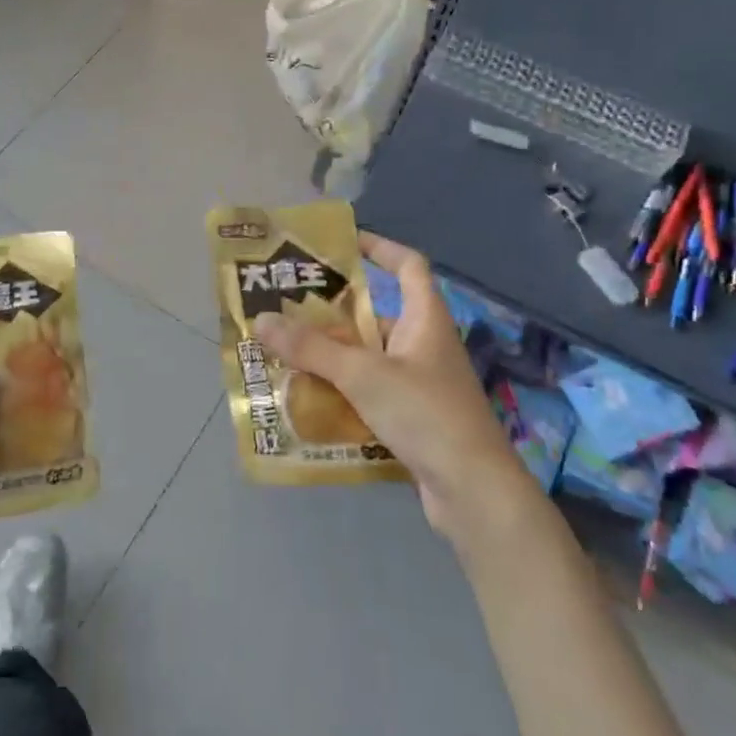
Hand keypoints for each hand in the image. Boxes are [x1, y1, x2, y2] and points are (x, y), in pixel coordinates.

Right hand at [254, 233, 538, 545]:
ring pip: (369, 359)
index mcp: (425, 319)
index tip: (343, 243)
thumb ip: (312, 348)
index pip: (408, 265)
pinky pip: (370, 394)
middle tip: (287, 313)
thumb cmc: (425, 414)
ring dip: (332, 359)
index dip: (379, 247)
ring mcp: (421, 384)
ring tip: (286, 357)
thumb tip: (261, 319)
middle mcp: (425, 345)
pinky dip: (343, 394)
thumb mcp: (363, 375)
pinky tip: (309, 403)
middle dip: (334, 316)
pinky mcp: (414, 418)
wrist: (474, 492)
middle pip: (376, 316)